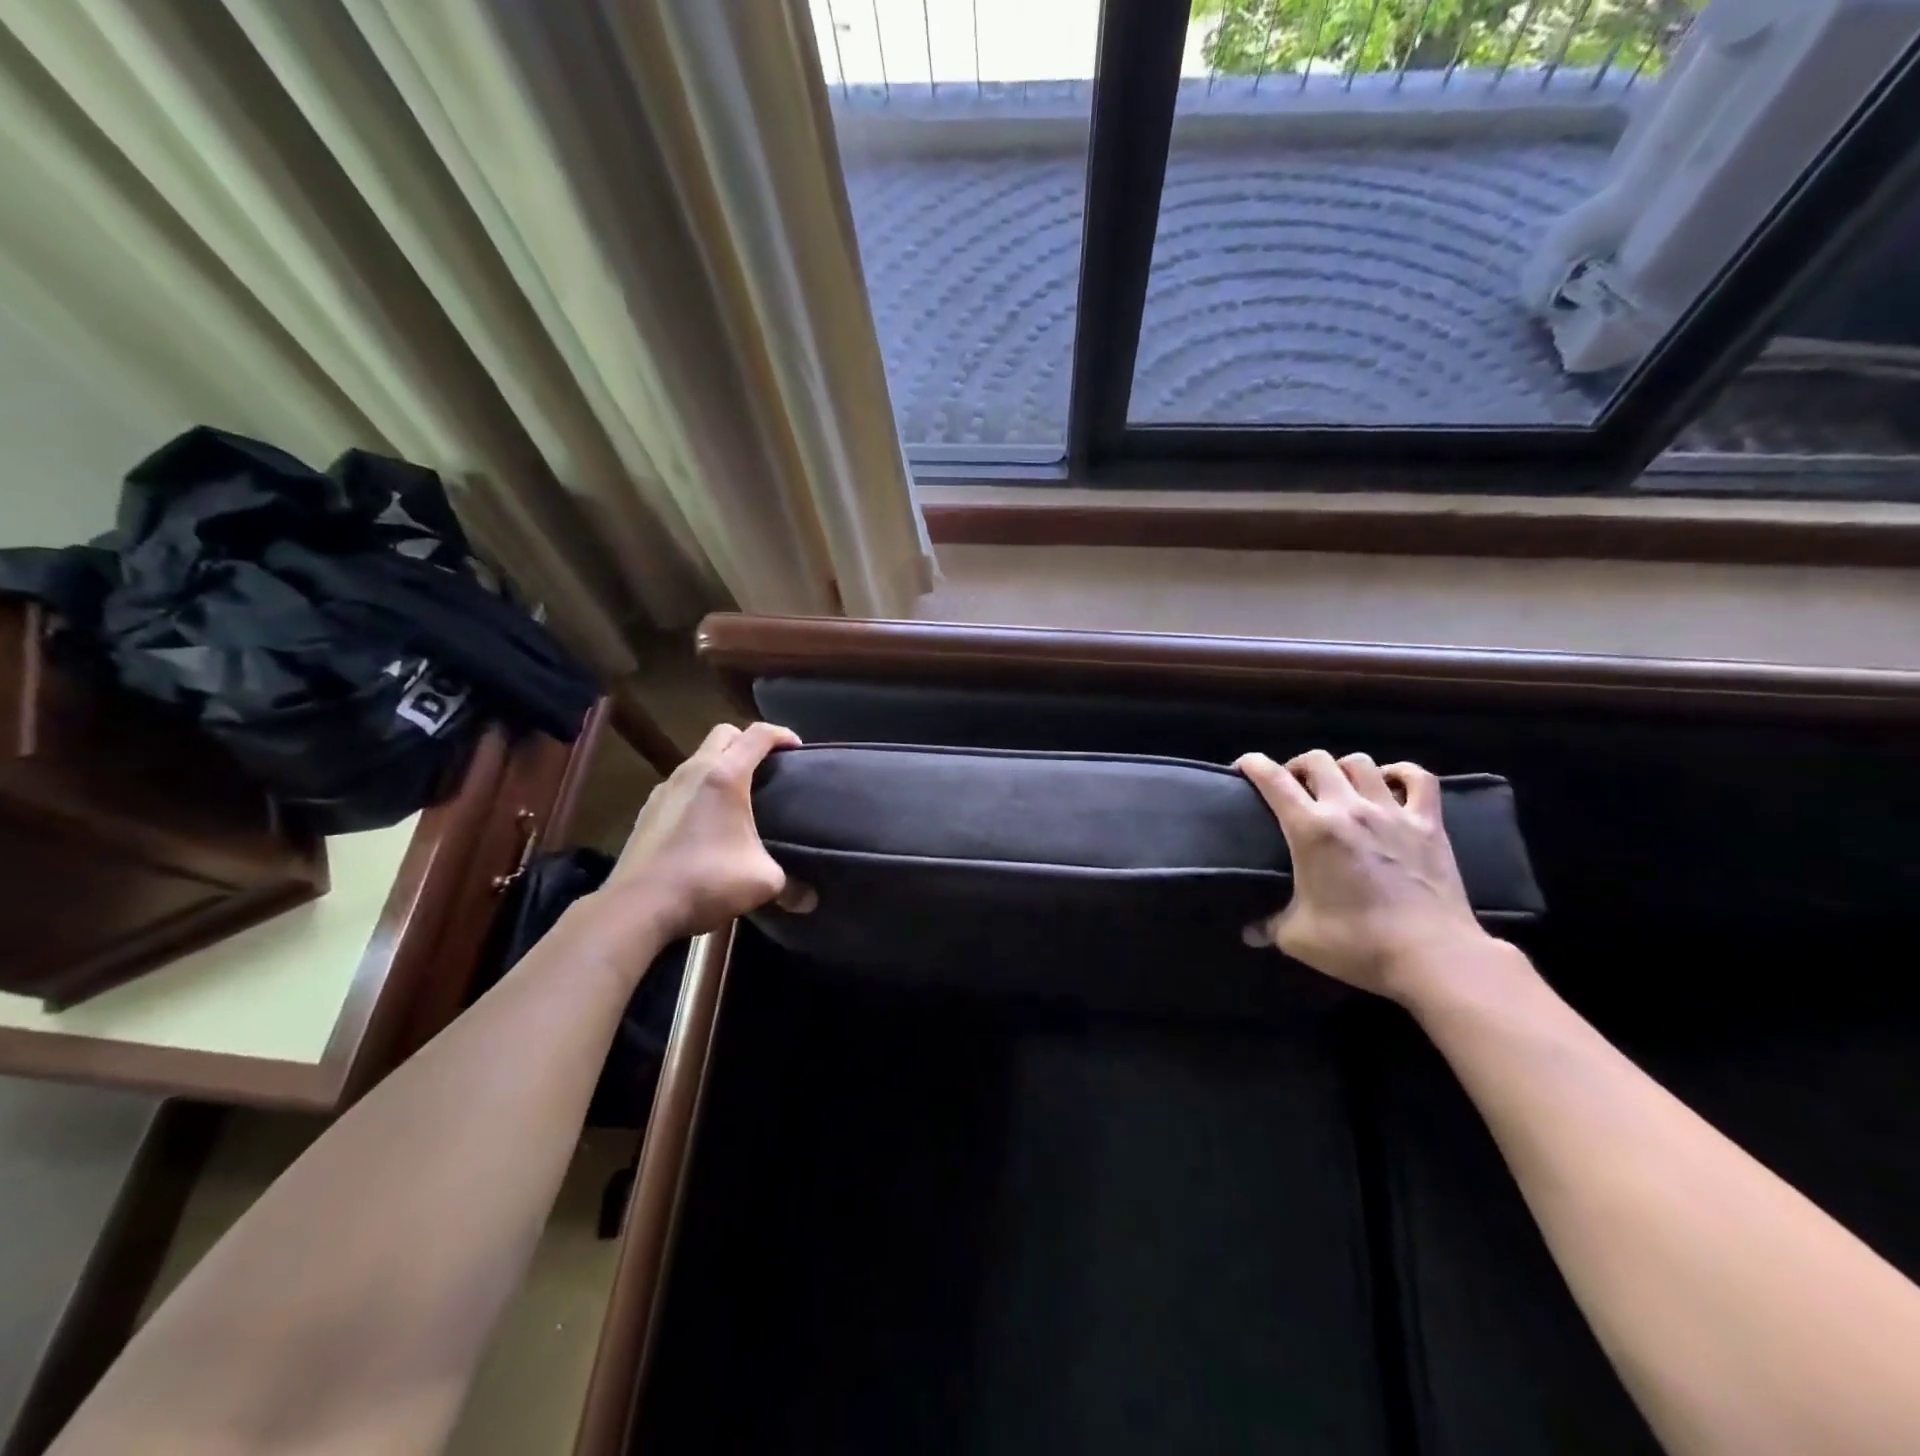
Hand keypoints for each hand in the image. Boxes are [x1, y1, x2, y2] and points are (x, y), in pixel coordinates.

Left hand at [597, 721, 802, 944]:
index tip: (798, 747)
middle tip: (768, 766)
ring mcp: (665, 789)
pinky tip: (707, 821)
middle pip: (724, 734)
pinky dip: (700, 789)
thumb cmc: (707, 881)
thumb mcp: (762, 882)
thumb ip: (790, 883)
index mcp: (724, 776)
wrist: (638, 906)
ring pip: (698, 759)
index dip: (782, 734)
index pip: (758, 734)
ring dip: (721, 765)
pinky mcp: (648, 811)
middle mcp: (692, 771)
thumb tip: (809, 900)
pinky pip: (681, 785)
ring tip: (738, 796)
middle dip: (748, 741)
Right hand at [1235, 749, 1490, 999]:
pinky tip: (1389, 783)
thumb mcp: (1297, 938)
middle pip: (1317, 760)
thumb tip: (1249, 934)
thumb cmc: (1357, 945)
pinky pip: (1417, 778)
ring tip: (1338, 787)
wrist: (1433, 957)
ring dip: (1342, 769)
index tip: (1243, 767)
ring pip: (1361, 763)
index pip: (1273, 779)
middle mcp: (1348, 808)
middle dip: (1298, 767)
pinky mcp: (1429, 823)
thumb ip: (1268, 927)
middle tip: (1293, 787)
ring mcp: (1392, 812)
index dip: (1252, 764)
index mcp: (1311, 829)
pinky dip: (1399, 773)